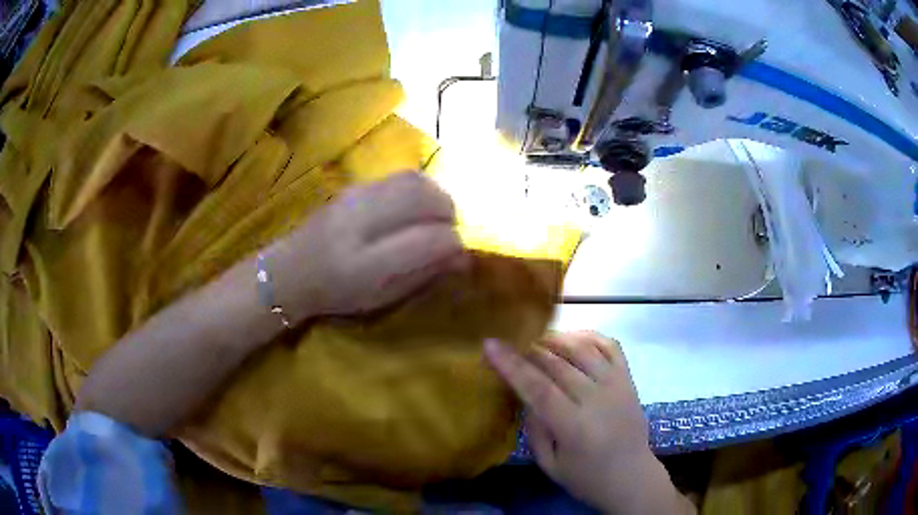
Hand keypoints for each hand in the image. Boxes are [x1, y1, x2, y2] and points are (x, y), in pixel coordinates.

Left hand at [269, 172, 468, 320]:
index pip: (428, 240)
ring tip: (437, 216)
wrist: (290, 271)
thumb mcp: (381, 298)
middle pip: (423, 198)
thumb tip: (462, 257)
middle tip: (450, 230)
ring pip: (414, 181)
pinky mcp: (354, 185)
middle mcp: (360, 223)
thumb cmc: (337, 294)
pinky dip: (420, 189)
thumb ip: (422, 274)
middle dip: (448, 212)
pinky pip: (399, 177)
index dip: (453, 244)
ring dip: (436, 196)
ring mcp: (355, 197)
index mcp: (366, 265)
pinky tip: (416, 207)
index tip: (460, 255)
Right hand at [484, 332, 690, 513]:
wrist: (632, 477)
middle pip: (558, 364)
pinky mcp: (628, 379)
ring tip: (537, 339)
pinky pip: (610, 346)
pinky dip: (589, 336)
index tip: (490, 344)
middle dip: (529, 349)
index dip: (512, 365)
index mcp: (574, 427)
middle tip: (510, 342)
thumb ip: (534, 429)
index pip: (538, 388)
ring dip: (556, 339)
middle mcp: (597, 400)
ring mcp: (616, 385)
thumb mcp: (550, 465)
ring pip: (583, 349)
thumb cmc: (586, 478)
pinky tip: (572, 338)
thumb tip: (524, 395)